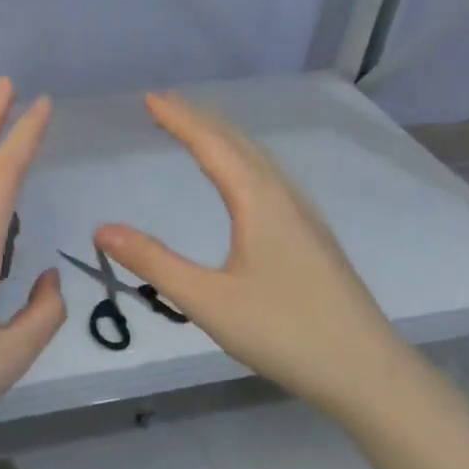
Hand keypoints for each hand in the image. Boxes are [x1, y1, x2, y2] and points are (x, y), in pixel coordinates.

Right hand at [96, 91, 413, 421]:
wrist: (366, 371)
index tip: (149, 98)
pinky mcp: (312, 237)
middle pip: (239, 143)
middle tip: (164, 104)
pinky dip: (242, 160)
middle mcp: (285, 197)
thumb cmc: (284, 332)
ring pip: (259, 159)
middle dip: (200, 119)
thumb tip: (102, 229)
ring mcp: (304, 216)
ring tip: (195, 130)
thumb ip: (154, 263)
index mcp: (260, 202)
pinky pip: (270, 178)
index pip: (213, 145)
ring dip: (223, 137)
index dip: (179, 119)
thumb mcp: (207, 300)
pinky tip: (241, 179)